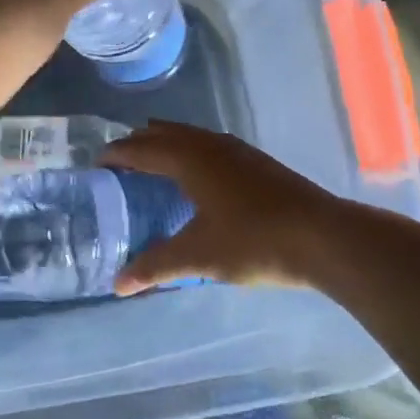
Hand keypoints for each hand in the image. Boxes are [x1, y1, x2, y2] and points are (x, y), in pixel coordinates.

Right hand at [102, 123, 347, 293]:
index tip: (96, 164)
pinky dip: (189, 150)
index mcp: (188, 159)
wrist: (323, 236)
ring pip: (189, 135)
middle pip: (163, 133)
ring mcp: (236, 149)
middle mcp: (209, 144)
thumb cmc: (254, 241)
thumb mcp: (198, 256)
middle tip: (118, 164)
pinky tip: (197, 176)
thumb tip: (118, 285)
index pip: (140, 148)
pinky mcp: (255, 160)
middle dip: (137, 144)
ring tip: (152, 164)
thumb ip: (155, 266)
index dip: (116, 154)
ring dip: (165, 143)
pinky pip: (208, 144)